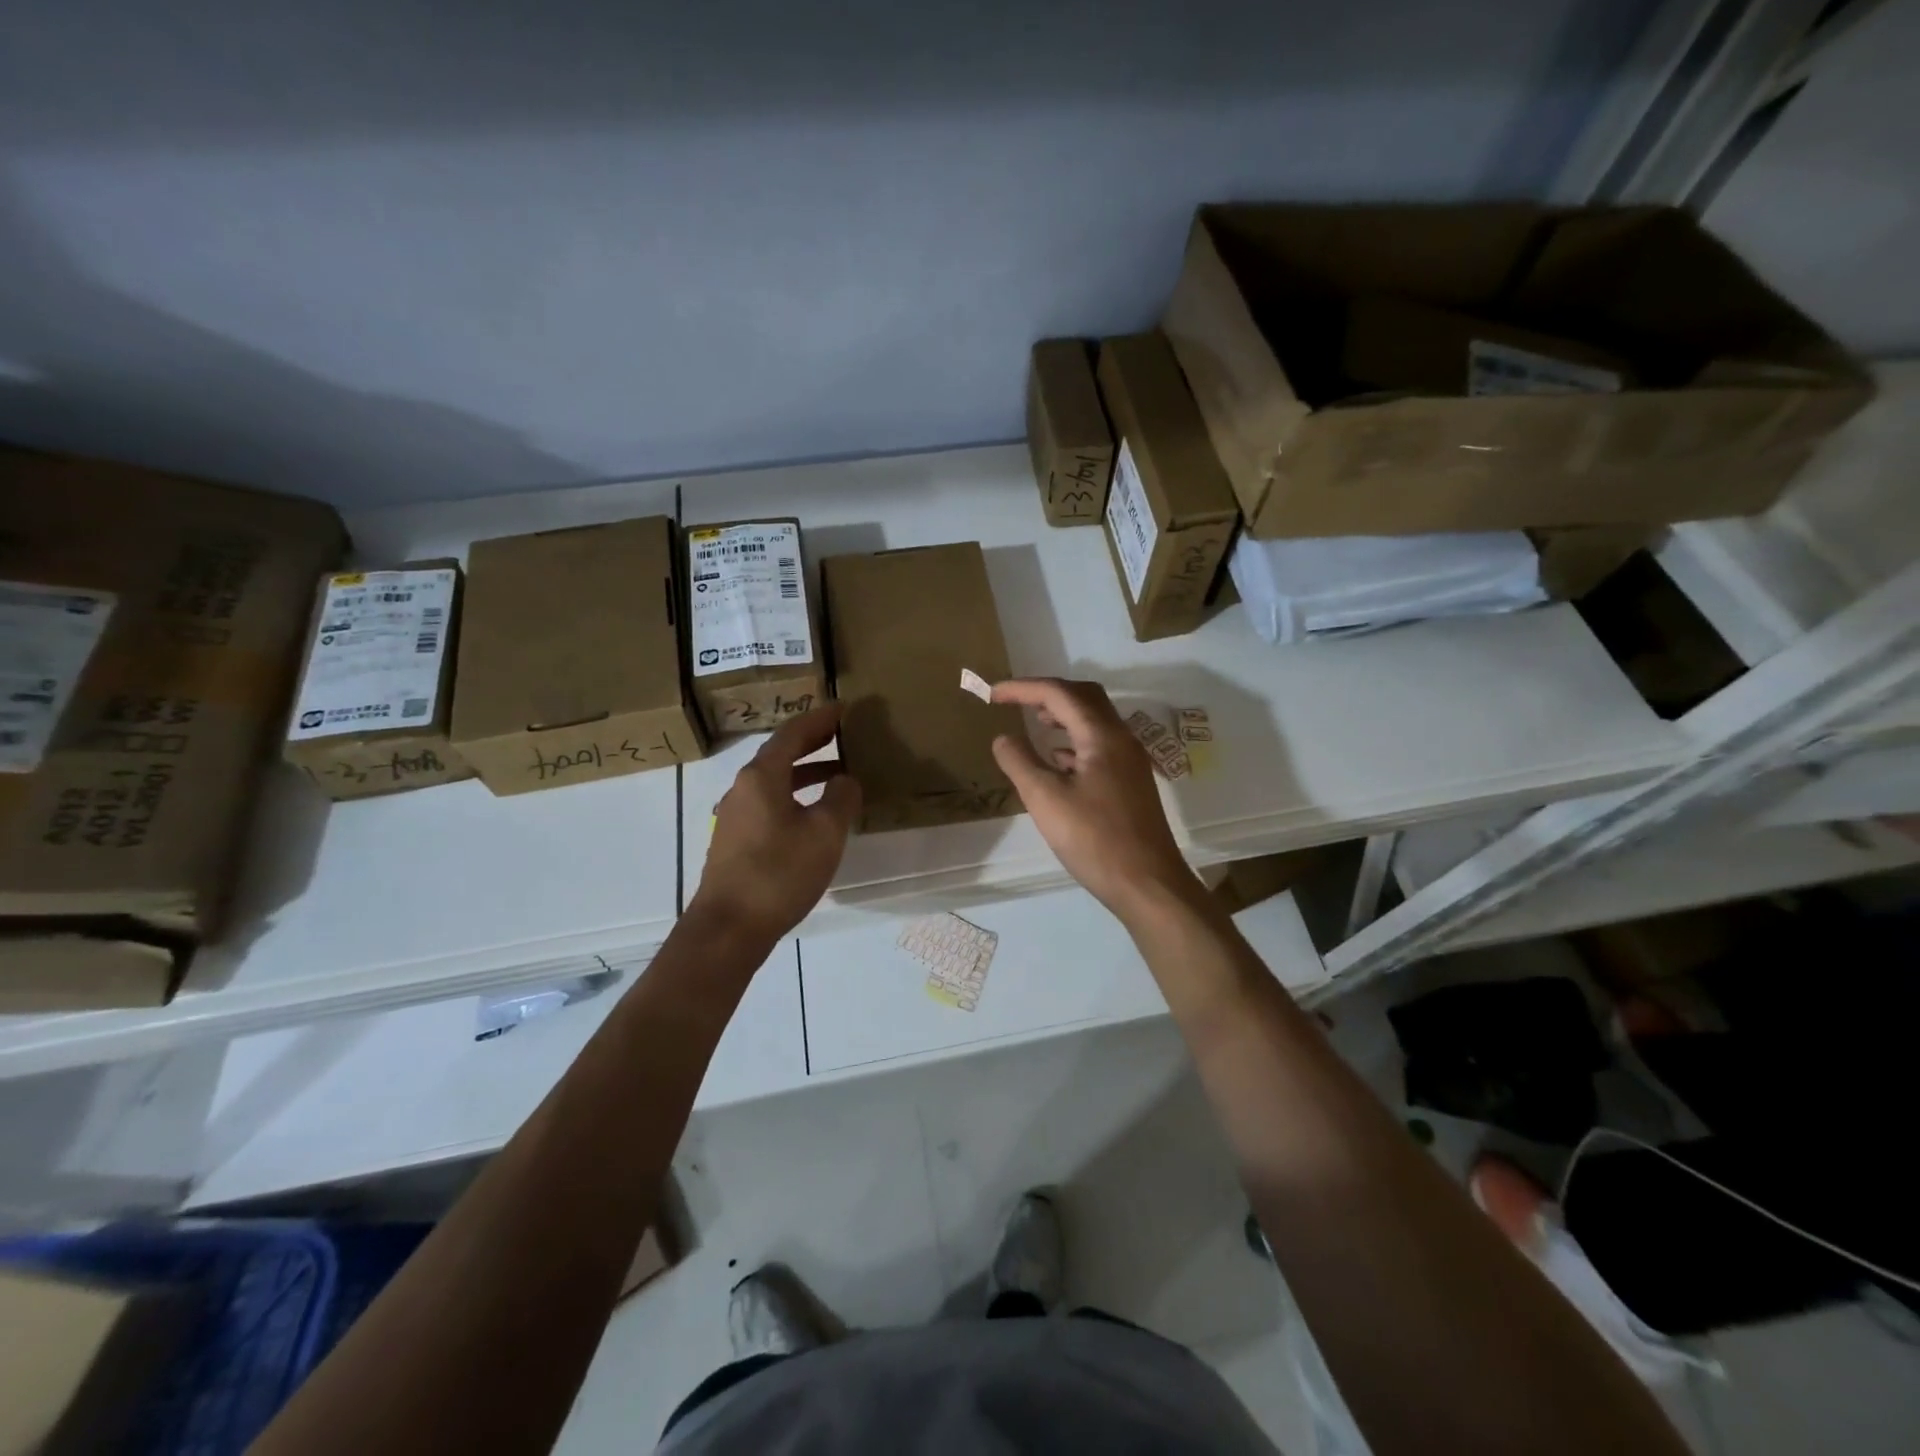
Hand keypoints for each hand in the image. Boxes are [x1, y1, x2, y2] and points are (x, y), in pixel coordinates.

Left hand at [693, 704, 860, 941]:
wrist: (728, 928)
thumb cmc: (779, 873)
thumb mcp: (824, 833)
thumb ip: (841, 799)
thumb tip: (845, 780)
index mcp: (762, 776)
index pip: (792, 734)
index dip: (819, 719)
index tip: (843, 708)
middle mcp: (743, 788)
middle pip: (780, 754)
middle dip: (812, 742)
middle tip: (842, 734)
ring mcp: (734, 815)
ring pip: (774, 780)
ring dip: (805, 772)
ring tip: (837, 775)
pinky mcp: (734, 840)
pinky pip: (768, 802)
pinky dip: (793, 795)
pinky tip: (812, 814)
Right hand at [989, 678, 1195, 918]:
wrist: (1147, 883)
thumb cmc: (1094, 839)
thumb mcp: (1045, 799)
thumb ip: (1020, 761)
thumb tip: (1003, 738)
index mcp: (1102, 735)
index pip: (1059, 693)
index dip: (1023, 689)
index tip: (992, 695)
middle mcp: (1121, 739)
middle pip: (1084, 697)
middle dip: (1047, 693)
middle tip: (1016, 702)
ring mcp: (1130, 761)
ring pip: (1094, 722)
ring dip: (1063, 715)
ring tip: (1035, 724)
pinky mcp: (1130, 783)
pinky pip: (1099, 746)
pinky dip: (1074, 742)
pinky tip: (1057, 761)